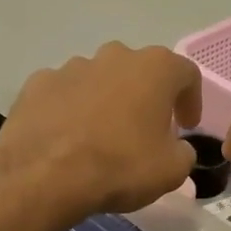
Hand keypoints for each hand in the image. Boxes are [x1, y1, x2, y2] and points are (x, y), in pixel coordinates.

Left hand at [0, 43, 202, 218]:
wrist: (45, 174)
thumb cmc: (120, 166)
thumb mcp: (171, 171)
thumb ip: (183, 153)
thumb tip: (177, 148)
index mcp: (154, 68)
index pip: (186, 74)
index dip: (191, 100)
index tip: (186, 126)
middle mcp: (114, 56)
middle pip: (140, 71)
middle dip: (146, 97)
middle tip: (145, 130)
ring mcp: (72, 66)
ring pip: (100, 80)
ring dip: (107, 101)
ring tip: (102, 137)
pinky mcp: (39, 83)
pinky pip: (65, 93)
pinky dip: (71, 110)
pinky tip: (68, 138)